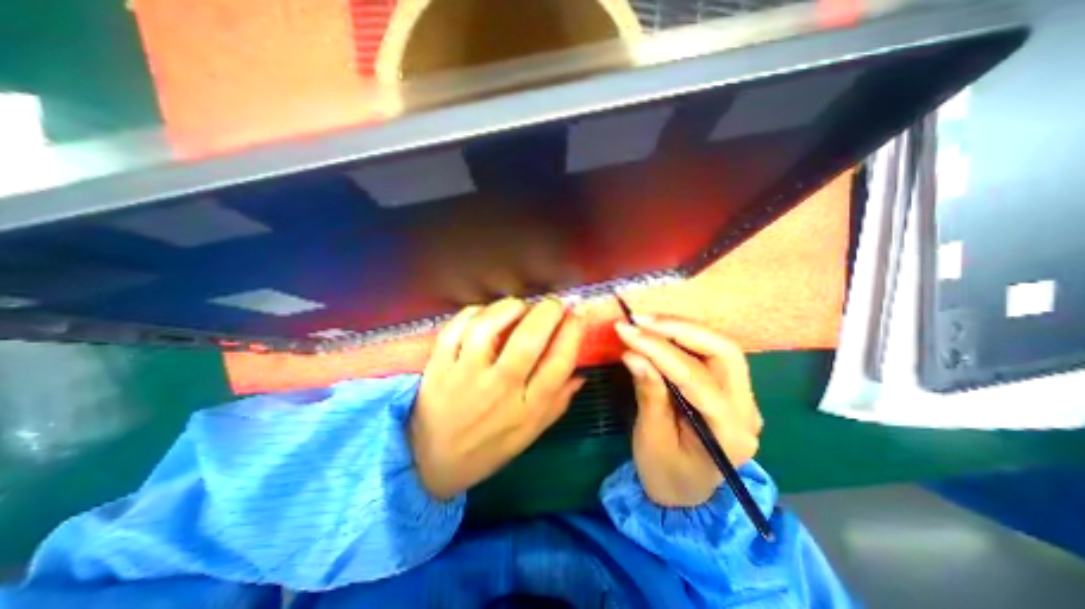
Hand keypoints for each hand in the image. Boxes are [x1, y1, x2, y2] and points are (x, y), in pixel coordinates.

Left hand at [409, 296, 585, 501]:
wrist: (433, 463)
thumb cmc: (489, 447)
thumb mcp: (531, 432)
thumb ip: (558, 402)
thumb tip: (580, 372)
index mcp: (527, 408)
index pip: (559, 363)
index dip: (573, 332)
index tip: (577, 314)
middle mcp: (499, 389)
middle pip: (529, 340)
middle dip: (548, 312)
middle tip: (554, 303)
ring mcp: (464, 375)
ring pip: (488, 328)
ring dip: (509, 308)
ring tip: (520, 306)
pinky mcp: (438, 367)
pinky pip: (455, 329)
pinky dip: (474, 313)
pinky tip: (486, 314)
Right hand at [618, 316, 760, 507]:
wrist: (686, 493)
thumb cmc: (666, 473)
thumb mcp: (651, 438)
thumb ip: (648, 393)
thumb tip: (633, 354)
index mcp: (729, 433)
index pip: (697, 378)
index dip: (659, 350)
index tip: (627, 331)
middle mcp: (747, 410)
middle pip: (724, 352)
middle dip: (679, 329)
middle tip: (641, 320)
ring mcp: (743, 397)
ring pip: (720, 346)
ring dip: (681, 328)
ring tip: (645, 322)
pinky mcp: (729, 388)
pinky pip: (710, 352)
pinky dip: (682, 336)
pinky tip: (659, 331)